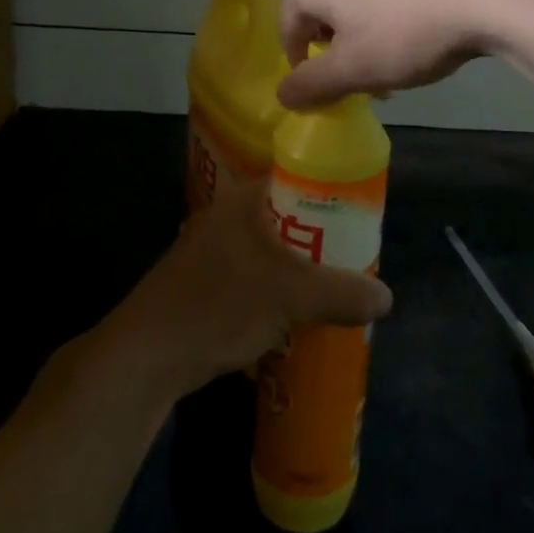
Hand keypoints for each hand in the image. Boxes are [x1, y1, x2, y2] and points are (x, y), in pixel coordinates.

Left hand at [89, 179, 392, 404]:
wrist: (147, 354)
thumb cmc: (219, 306)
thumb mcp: (290, 299)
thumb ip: (341, 294)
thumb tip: (386, 298)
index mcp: (245, 199)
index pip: (299, 178)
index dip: (333, 194)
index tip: (362, 219)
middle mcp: (228, 214)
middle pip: (289, 215)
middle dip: (322, 238)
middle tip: (355, 259)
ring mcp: (213, 248)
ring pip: (272, 248)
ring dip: (300, 266)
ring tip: (334, 288)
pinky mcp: (205, 280)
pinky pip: (254, 273)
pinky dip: (277, 287)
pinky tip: (295, 312)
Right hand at [278, 0, 533, 108]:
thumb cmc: (407, 28)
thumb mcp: (353, 69)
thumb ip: (311, 85)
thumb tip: (284, 94)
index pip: (290, 26)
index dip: (301, 65)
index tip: (324, 92)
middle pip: (328, 7)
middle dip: (342, 46)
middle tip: (368, 78)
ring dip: (373, 28)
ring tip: (404, 57)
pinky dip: (403, 7)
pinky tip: (433, 27)